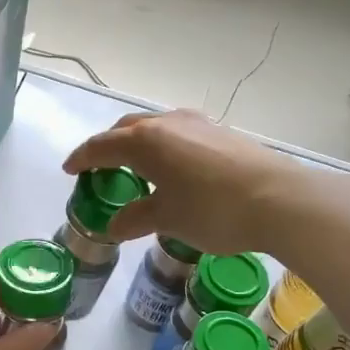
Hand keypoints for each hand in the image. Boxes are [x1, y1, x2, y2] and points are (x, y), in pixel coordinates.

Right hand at [62, 109, 296, 253]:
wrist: (280, 200)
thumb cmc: (212, 210)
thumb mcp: (167, 220)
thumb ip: (136, 219)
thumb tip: (114, 226)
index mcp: (145, 141)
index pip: (101, 146)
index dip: (82, 158)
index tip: (70, 169)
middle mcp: (168, 123)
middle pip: (127, 129)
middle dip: (109, 147)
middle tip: (100, 169)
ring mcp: (198, 124)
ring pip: (156, 128)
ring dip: (139, 144)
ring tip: (137, 168)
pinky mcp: (222, 133)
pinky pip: (180, 134)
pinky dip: (165, 148)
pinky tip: (174, 169)